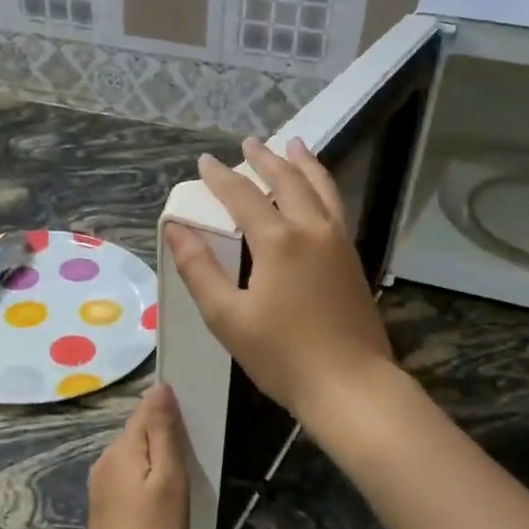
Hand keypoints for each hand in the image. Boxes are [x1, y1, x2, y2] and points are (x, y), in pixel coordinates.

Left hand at [80, 385, 189, 528]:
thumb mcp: (168, 480)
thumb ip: (163, 432)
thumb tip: (160, 387)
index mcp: (120, 448)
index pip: (145, 410)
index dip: (169, 409)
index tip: (196, 420)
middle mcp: (105, 460)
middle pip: (138, 433)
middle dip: (165, 436)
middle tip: (197, 454)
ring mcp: (101, 485)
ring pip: (135, 457)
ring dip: (157, 460)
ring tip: (184, 479)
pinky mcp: (104, 507)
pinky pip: (129, 478)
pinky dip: (148, 480)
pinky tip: (162, 501)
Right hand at [164, 137, 394, 424]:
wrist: (349, 385)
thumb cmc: (281, 355)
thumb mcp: (227, 317)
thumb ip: (199, 269)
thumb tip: (175, 228)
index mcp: (278, 241)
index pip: (243, 196)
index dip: (221, 177)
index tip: (204, 161)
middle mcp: (312, 230)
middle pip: (288, 182)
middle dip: (266, 159)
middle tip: (249, 142)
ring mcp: (338, 244)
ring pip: (322, 189)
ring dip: (304, 164)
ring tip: (295, 144)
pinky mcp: (353, 261)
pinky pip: (335, 208)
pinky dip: (323, 188)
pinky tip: (319, 193)